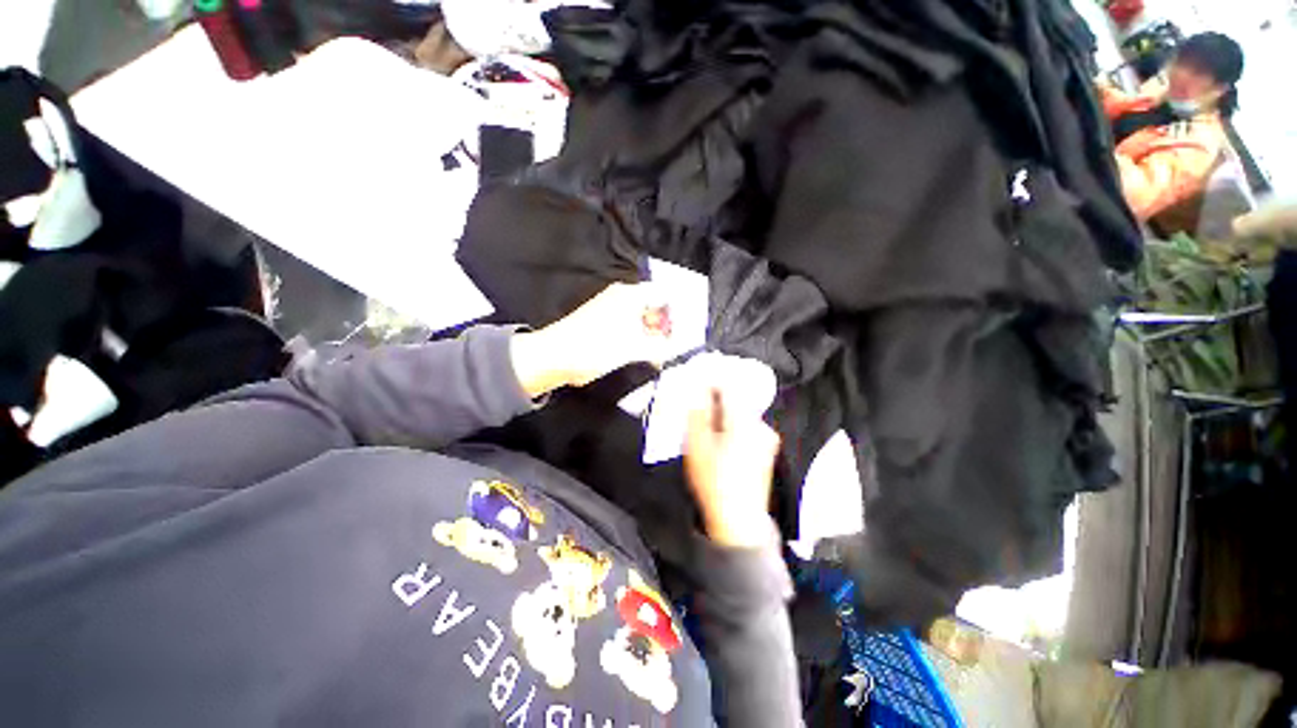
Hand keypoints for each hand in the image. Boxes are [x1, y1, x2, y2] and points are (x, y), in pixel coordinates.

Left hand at [510, 282, 668, 397]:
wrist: (555, 358)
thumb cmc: (596, 348)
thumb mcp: (634, 348)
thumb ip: (661, 347)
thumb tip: (678, 347)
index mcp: (630, 295)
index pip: (664, 295)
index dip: (676, 312)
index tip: (683, 333)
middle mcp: (623, 298)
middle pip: (655, 307)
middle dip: (666, 327)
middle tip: (672, 348)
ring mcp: (613, 311)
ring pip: (644, 319)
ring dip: (654, 336)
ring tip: (660, 355)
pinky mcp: (606, 325)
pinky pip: (632, 328)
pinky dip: (641, 340)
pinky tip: (646, 355)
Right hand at [684, 384, 780, 548]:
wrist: (738, 520)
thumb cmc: (714, 482)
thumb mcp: (697, 445)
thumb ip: (698, 413)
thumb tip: (698, 390)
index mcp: (743, 421)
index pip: (730, 386)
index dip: (712, 382)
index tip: (698, 383)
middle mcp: (760, 425)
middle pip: (737, 400)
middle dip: (717, 400)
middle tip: (698, 408)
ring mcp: (766, 438)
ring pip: (742, 413)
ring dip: (725, 413)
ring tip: (708, 426)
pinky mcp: (766, 449)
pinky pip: (748, 426)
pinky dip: (733, 426)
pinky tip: (721, 440)